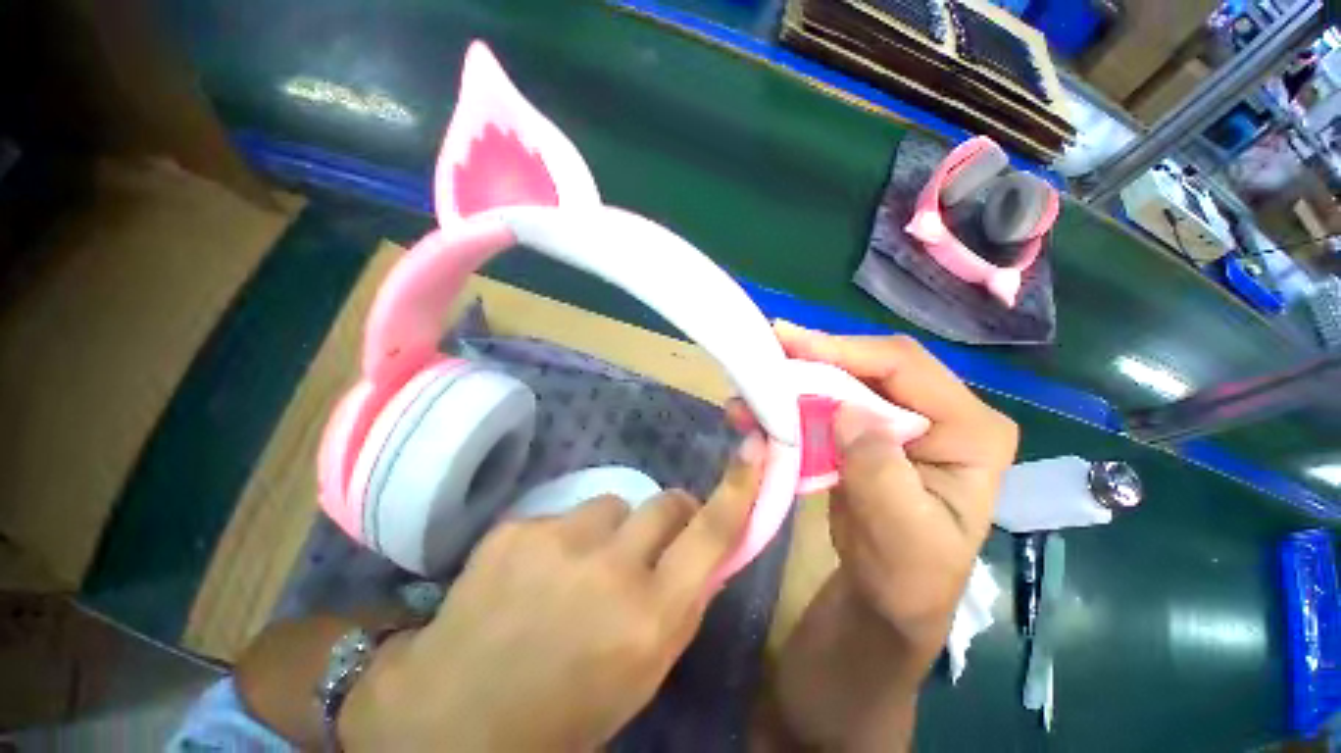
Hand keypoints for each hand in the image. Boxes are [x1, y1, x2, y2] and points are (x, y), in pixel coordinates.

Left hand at [338, 434, 766, 751]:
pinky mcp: (518, 528)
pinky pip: (561, 515)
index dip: (736, 490)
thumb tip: (704, 551)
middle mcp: (612, 571)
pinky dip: (559, 539)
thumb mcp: (641, 673)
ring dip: (605, 532)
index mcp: (650, 619)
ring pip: (610, 505)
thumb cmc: (563, 711)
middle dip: (667, 515)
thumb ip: (678, 604)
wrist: (452, 719)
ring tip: (572, 572)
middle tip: (646, 543)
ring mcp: (559, 541)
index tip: (752, 452)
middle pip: (664, 502)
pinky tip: (529, 576)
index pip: (711, 535)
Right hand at [743, 323, 1016, 749]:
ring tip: (755, 379)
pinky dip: (792, 401)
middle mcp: (939, 412)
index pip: (906, 367)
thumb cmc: (906, 576)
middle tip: (767, 348)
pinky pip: (826, 403)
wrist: (884, 598)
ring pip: (844, 380)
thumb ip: (881, 470)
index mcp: (970, 429)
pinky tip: (761, 405)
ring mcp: (899, 420)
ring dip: (797, 378)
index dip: (846, 351)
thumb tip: (848, 410)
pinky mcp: (865, 431)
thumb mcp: (903, 534)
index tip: (791, 343)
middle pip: (871, 365)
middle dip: (815, 357)